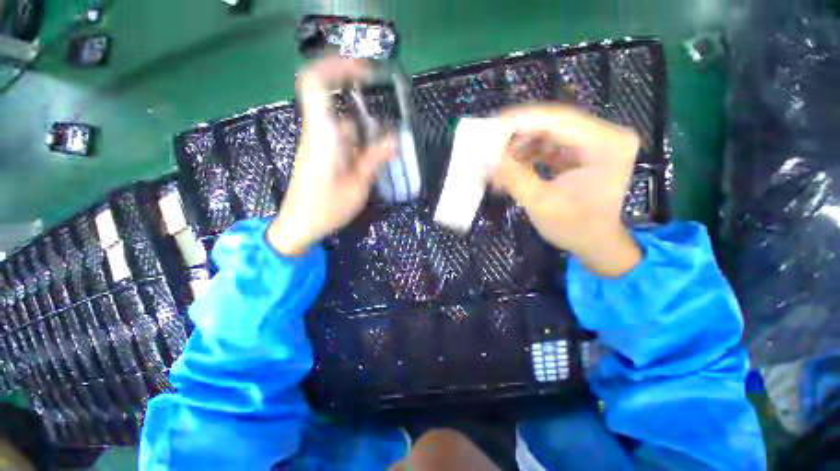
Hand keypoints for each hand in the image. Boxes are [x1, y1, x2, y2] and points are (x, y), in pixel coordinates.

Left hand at [268, 57, 395, 255]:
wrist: (300, 225)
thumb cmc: (326, 208)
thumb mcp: (357, 186)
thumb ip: (374, 160)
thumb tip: (394, 139)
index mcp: (322, 135)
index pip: (316, 84)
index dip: (336, 67)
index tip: (364, 71)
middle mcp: (319, 133)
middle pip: (335, 101)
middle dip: (362, 100)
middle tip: (388, 110)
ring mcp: (320, 143)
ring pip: (343, 122)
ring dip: (366, 126)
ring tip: (388, 140)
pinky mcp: (324, 154)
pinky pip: (344, 137)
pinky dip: (361, 141)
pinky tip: (376, 154)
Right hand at [492, 105, 642, 276]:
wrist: (596, 244)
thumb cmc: (574, 228)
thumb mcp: (541, 203)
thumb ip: (513, 177)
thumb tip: (486, 158)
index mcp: (606, 144)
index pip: (559, 119)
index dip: (522, 120)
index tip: (491, 126)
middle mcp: (606, 135)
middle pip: (554, 123)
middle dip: (518, 136)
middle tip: (490, 147)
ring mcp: (596, 142)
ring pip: (549, 133)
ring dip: (521, 147)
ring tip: (499, 163)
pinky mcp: (585, 152)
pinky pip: (551, 145)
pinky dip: (529, 155)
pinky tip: (512, 167)